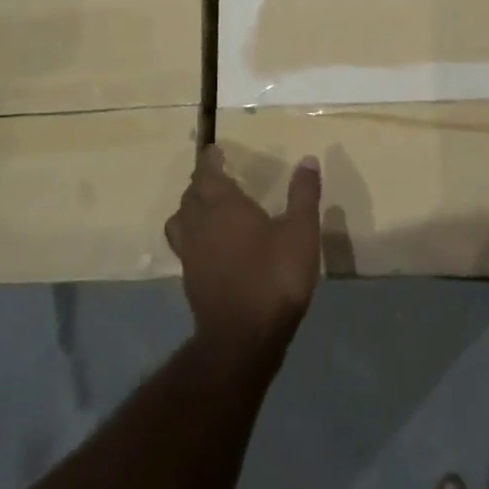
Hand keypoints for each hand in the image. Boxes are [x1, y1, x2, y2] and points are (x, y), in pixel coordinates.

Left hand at [166, 146, 321, 360]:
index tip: (215, 150)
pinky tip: (210, 246)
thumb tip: (307, 159)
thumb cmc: (273, 276)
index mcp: (223, 205)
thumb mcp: (300, 232)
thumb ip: (303, 195)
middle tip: (215, 177)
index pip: (207, 173)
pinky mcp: (190, 280)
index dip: (210, 160)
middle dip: (201, 183)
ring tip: (205, 208)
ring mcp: (190, 254)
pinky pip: (184, 246)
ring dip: (190, 209)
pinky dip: (193, 236)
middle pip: (191, 195)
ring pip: (181, 221)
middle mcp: (200, 224)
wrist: (243, 337)